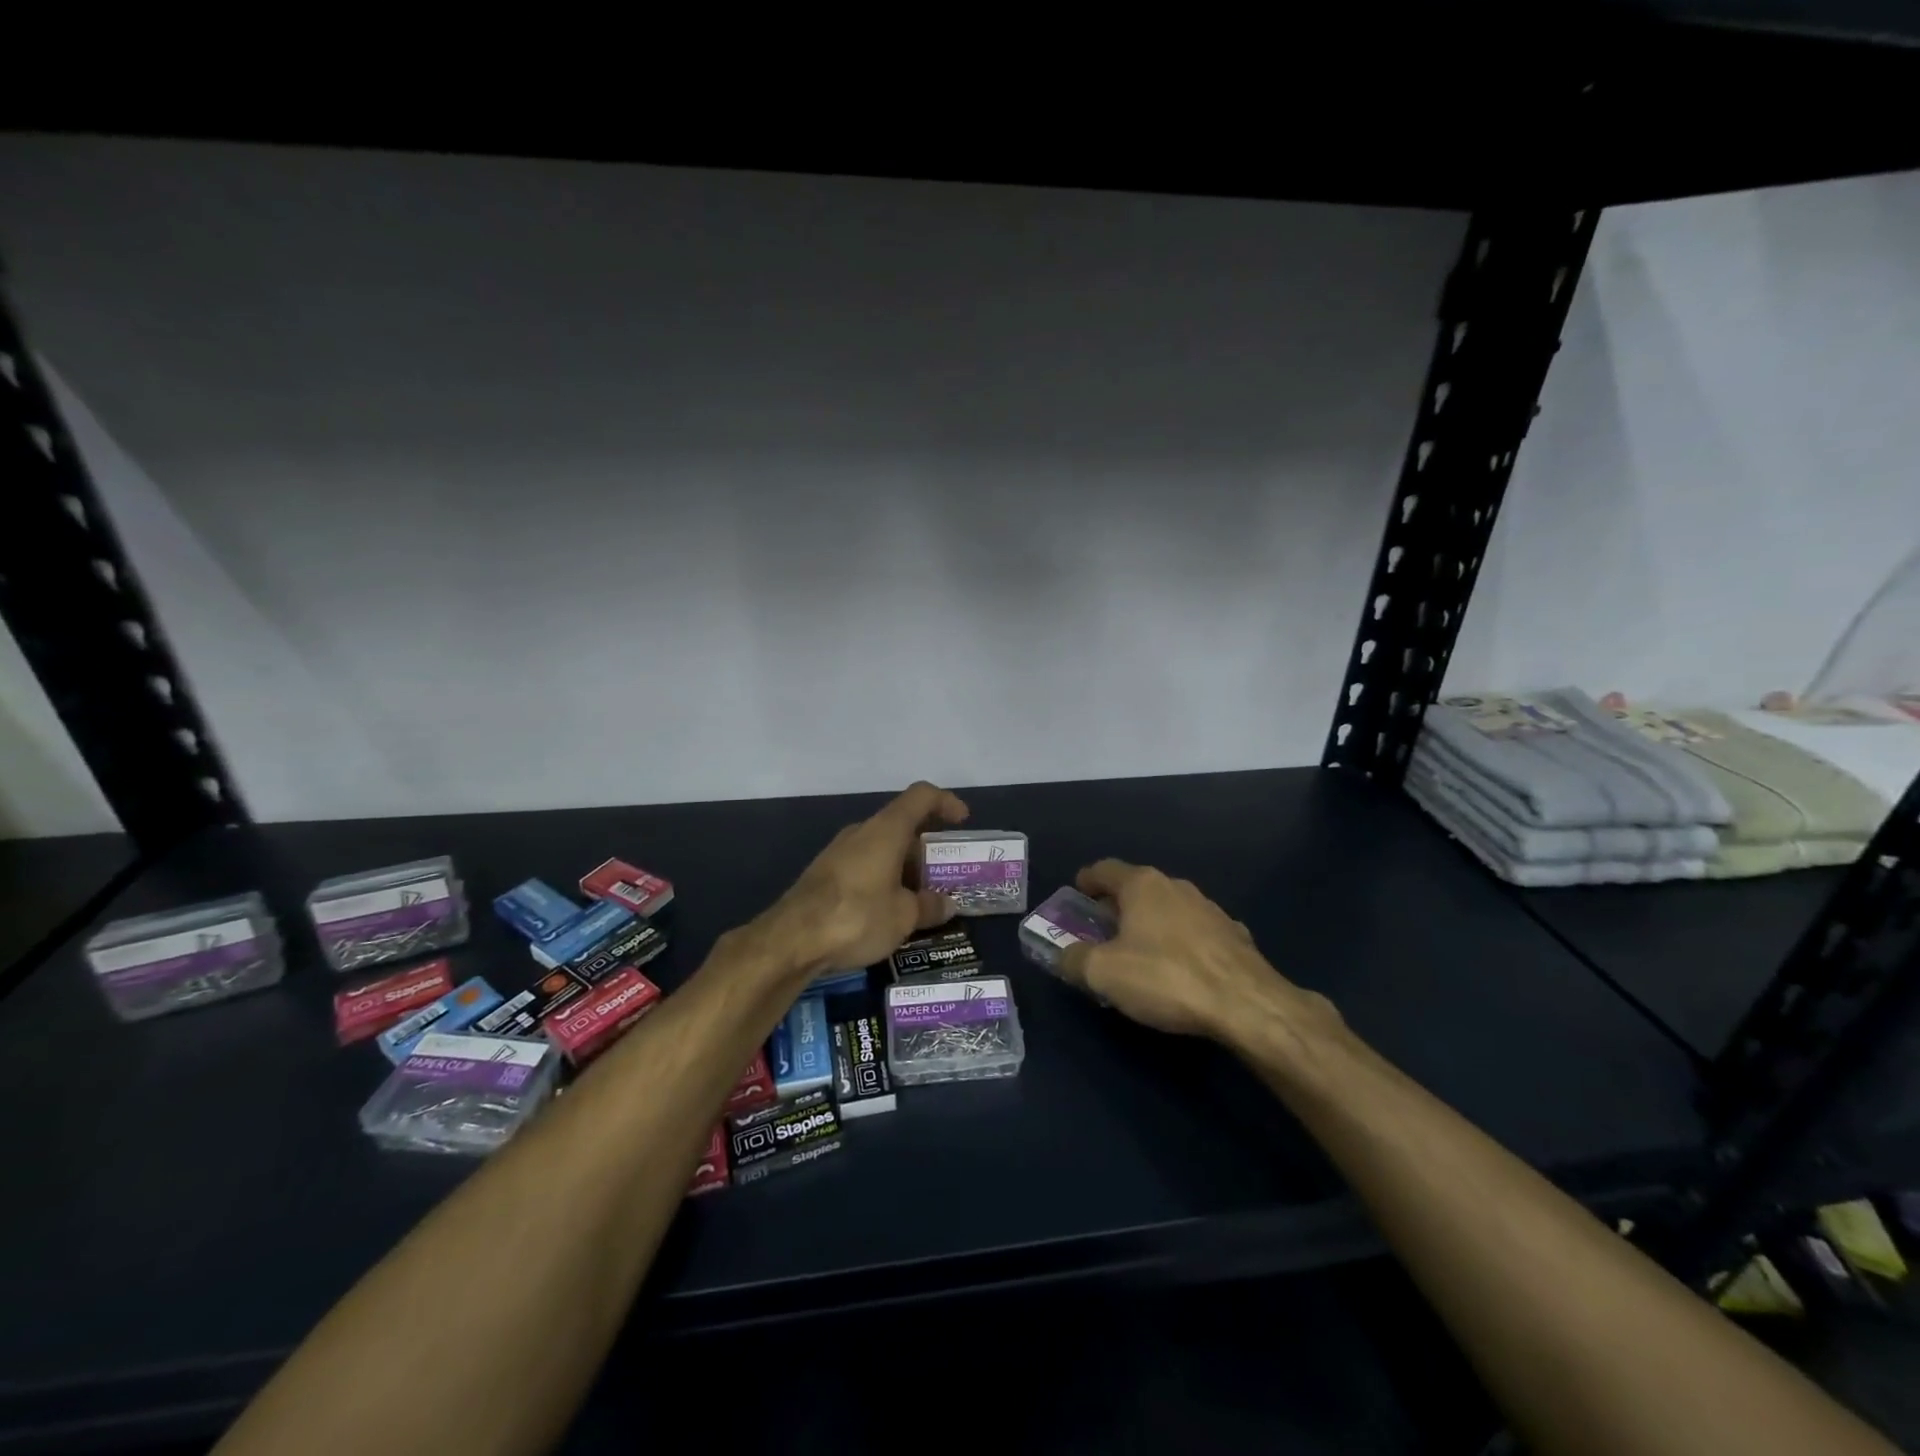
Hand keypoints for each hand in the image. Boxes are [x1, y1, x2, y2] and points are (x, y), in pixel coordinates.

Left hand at [757, 781, 969, 979]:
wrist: (791, 939)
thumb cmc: (857, 916)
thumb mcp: (904, 916)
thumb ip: (929, 906)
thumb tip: (947, 904)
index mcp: (886, 830)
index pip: (921, 797)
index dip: (945, 802)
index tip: (961, 819)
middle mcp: (862, 832)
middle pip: (901, 825)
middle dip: (925, 849)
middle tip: (942, 877)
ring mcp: (839, 852)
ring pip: (881, 848)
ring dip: (903, 867)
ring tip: (919, 900)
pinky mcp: (824, 874)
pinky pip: (863, 866)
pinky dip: (882, 879)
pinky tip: (887, 911)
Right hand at [1057, 860, 1339, 1048]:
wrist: (1246, 1004)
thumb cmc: (1166, 978)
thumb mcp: (1103, 973)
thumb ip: (1074, 960)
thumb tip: (1063, 955)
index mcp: (1142, 885)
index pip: (1105, 869)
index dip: (1086, 880)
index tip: (1076, 892)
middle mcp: (1176, 886)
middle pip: (1137, 887)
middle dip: (1117, 904)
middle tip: (1100, 928)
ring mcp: (1210, 909)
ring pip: (1169, 908)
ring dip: (1151, 923)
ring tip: (1139, 950)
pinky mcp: (1235, 935)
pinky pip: (1196, 932)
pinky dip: (1181, 942)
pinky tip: (1180, 968)